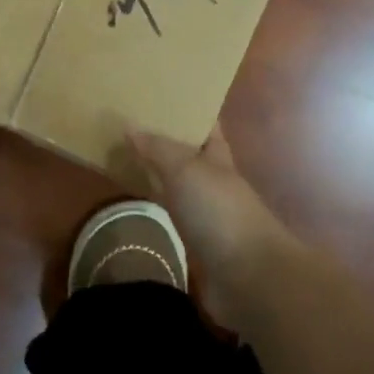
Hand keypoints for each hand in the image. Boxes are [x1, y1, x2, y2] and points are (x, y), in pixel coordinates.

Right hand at [126, 125, 296, 329]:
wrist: (248, 277)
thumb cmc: (220, 213)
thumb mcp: (186, 170)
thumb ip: (158, 149)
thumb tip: (129, 126)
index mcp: (219, 157)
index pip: (205, 126)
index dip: (188, 110)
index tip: (159, 96)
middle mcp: (215, 182)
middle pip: (189, 155)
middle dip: (165, 141)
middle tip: (128, 125)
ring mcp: (209, 214)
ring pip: (180, 186)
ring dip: (159, 174)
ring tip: (124, 157)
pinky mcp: (199, 244)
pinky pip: (173, 215)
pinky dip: (158, 206)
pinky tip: (138, 201)